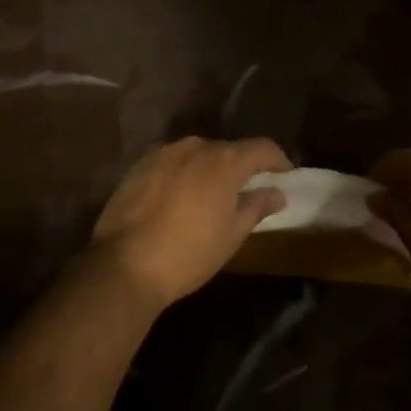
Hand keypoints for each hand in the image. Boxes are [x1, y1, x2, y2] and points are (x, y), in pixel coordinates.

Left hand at [90, 137, 289, 308]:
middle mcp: (195, 146)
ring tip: (210, 196)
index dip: (278, 160)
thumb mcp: (231, 236)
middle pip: (228, 149)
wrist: (124, 264)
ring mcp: (164, 152)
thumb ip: (256, 207)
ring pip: (197, 154)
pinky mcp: (139, 164)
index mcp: (223, 161)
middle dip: (240, 167)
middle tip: (245, 191)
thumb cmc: (188, 254)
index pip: (261, 147)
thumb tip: (277, 193)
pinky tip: (179, 198)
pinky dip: (183, 173)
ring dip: (209, 169)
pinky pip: (172, 162)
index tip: (285, 175)